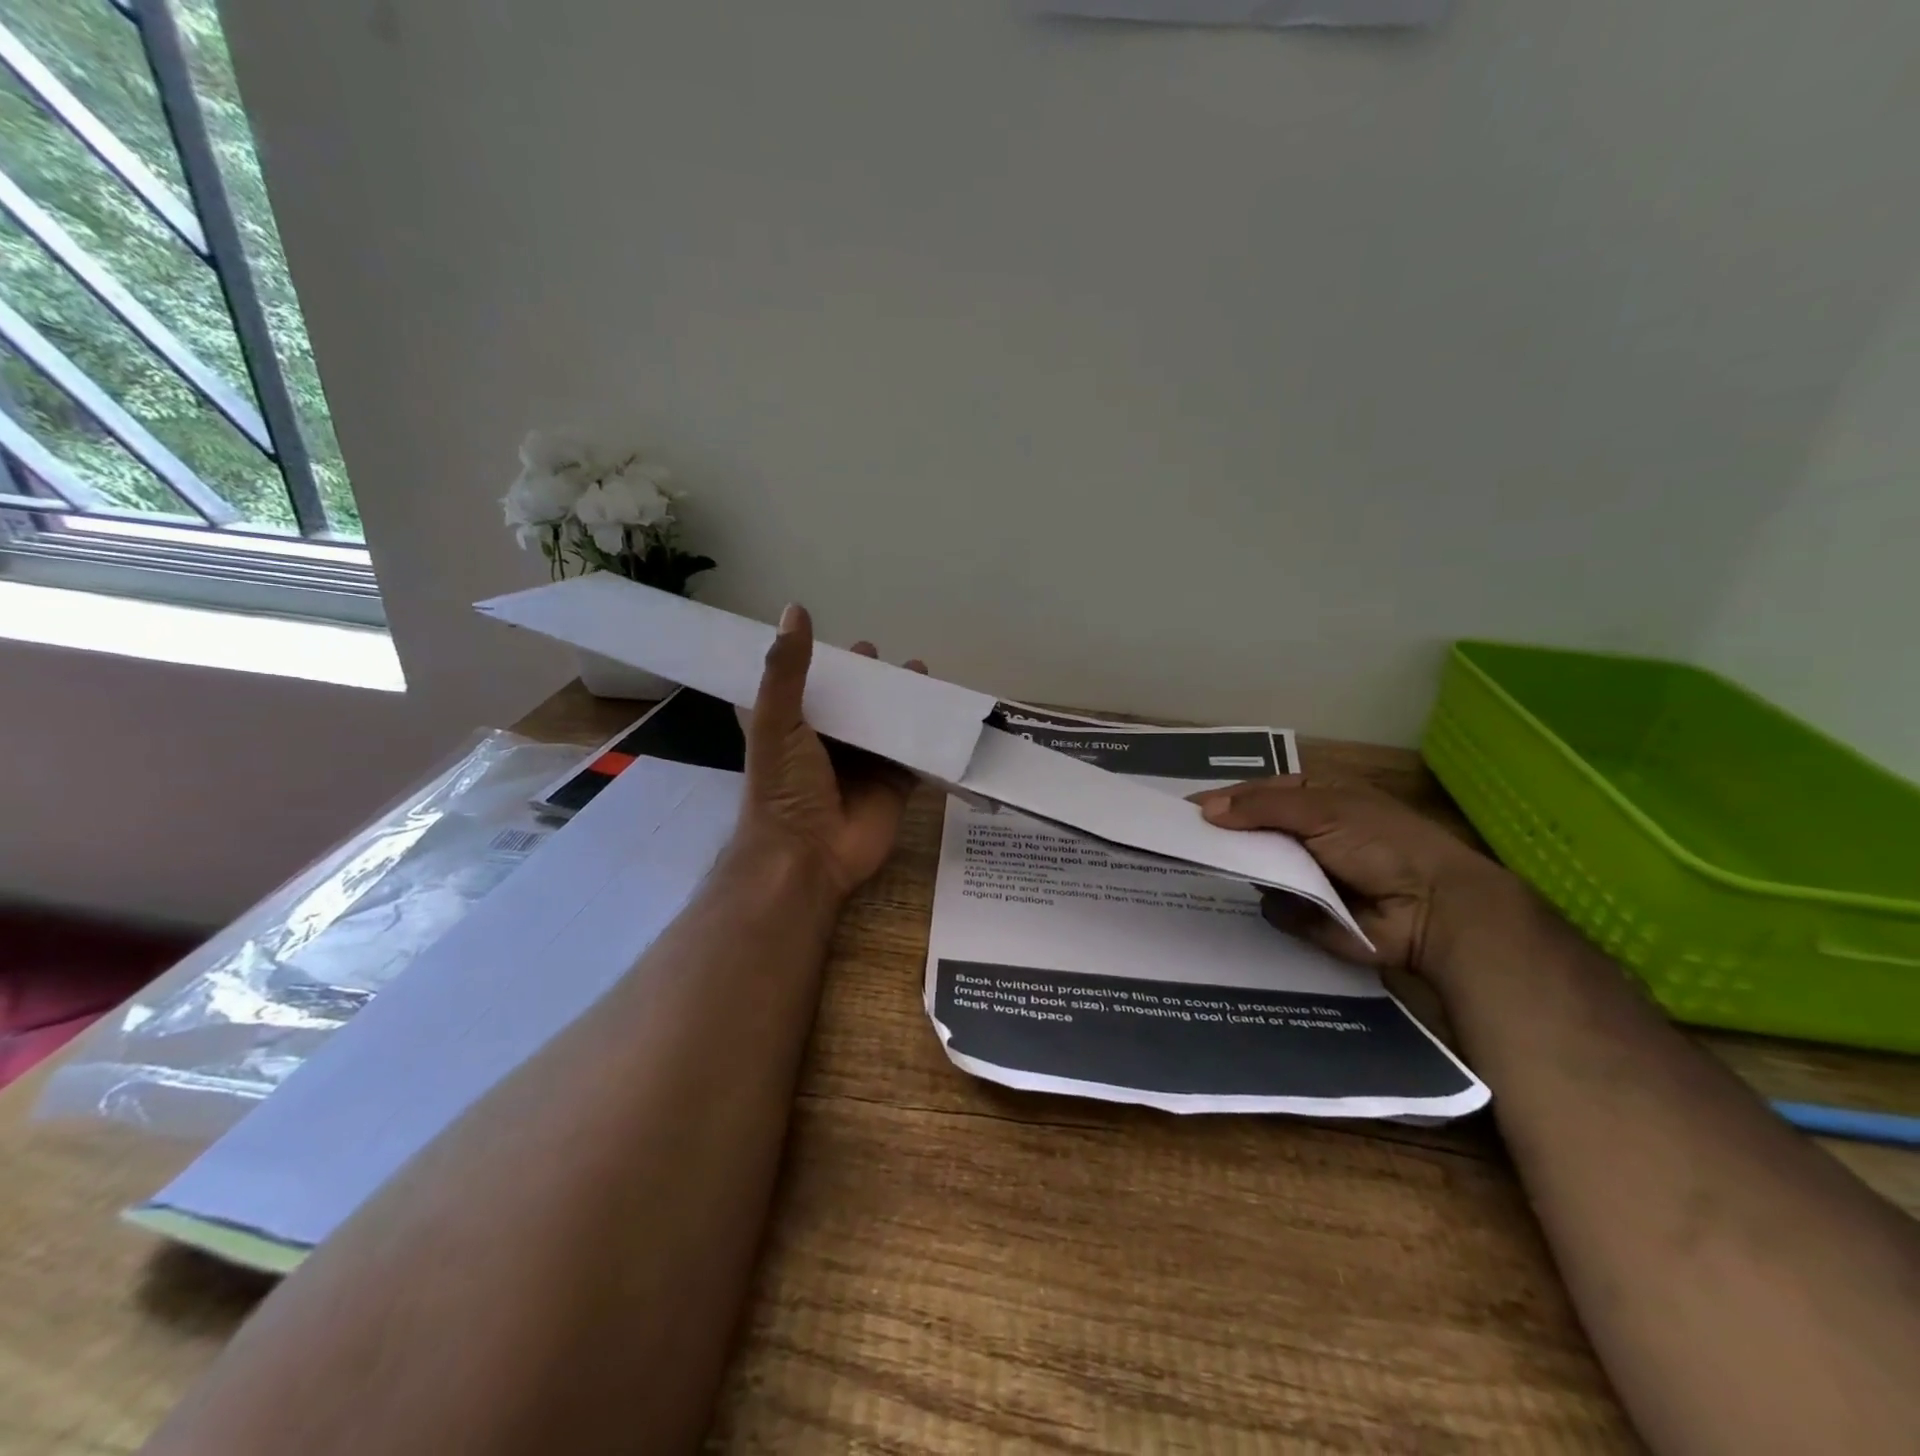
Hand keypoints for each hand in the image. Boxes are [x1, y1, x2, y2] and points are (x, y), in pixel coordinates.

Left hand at [737, 603, 924, 900]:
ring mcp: (863, 763)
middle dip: (868, 679)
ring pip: (887, 722)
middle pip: (852, 701)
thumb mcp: (777, 721)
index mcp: (792, 726)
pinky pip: (915, 752)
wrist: (807, 855)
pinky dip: (929, 733)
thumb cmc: (783, 786)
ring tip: (921, 670)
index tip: (829, 638)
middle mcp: (827, 742)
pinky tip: (946, 708)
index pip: (803, 686)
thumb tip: (795, 608)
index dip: (815, 663)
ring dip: (904, 699)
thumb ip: (786, 669)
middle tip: (881, 654)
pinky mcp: (894, 782)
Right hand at [1193, 775, 1522, 978]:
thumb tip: (1206, 811)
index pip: (1253, 795)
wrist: (1433, 909)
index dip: (1220, 801)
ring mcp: (1304, 875)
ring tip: (1200, 867)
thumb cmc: (1380, 843)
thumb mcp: (1320, 808)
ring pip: (1255, 869)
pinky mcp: (1307, 914)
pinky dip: (1267, 903)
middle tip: (1179, 841)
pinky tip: (1256, 899)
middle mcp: (1304, 834)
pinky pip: (1270, 906)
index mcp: (1311, 798)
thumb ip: (1261, 807)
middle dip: (1222, 836)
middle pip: (1249, 832)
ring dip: (1239, 869)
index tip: (1181, 811)